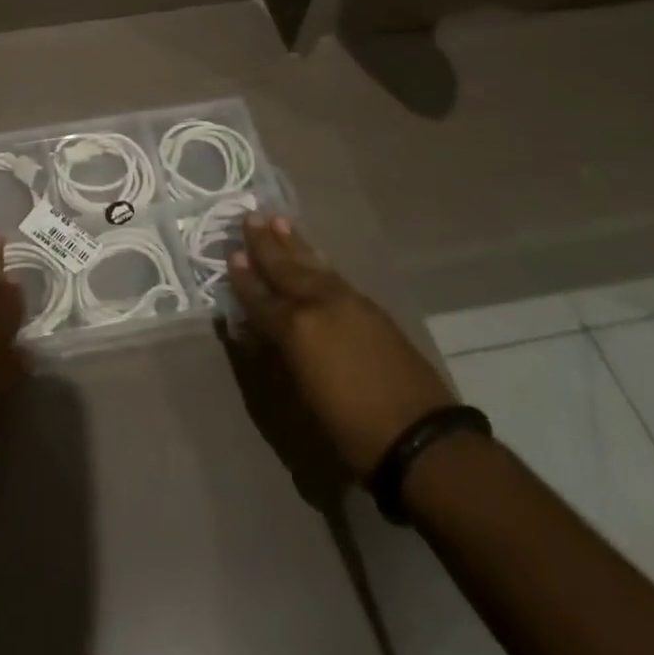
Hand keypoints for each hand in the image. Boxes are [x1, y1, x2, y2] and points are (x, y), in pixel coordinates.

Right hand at [228, 216, 455, 482]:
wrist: (421, 437)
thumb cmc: (351, 429)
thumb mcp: (301, 399)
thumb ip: (277, 357)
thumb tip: (257, 333)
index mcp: (296, 328)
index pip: (260, 297)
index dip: (244, 277)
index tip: (231, 253)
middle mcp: (318, 305)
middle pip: (286, 268)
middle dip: (266, 244)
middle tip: (251, 216)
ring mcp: (348, 302)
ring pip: (312, 265)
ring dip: (293, 243)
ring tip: (279, 220)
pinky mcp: (372, 309)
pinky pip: (333, 275)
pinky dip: (317, 261)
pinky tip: (312, 255)